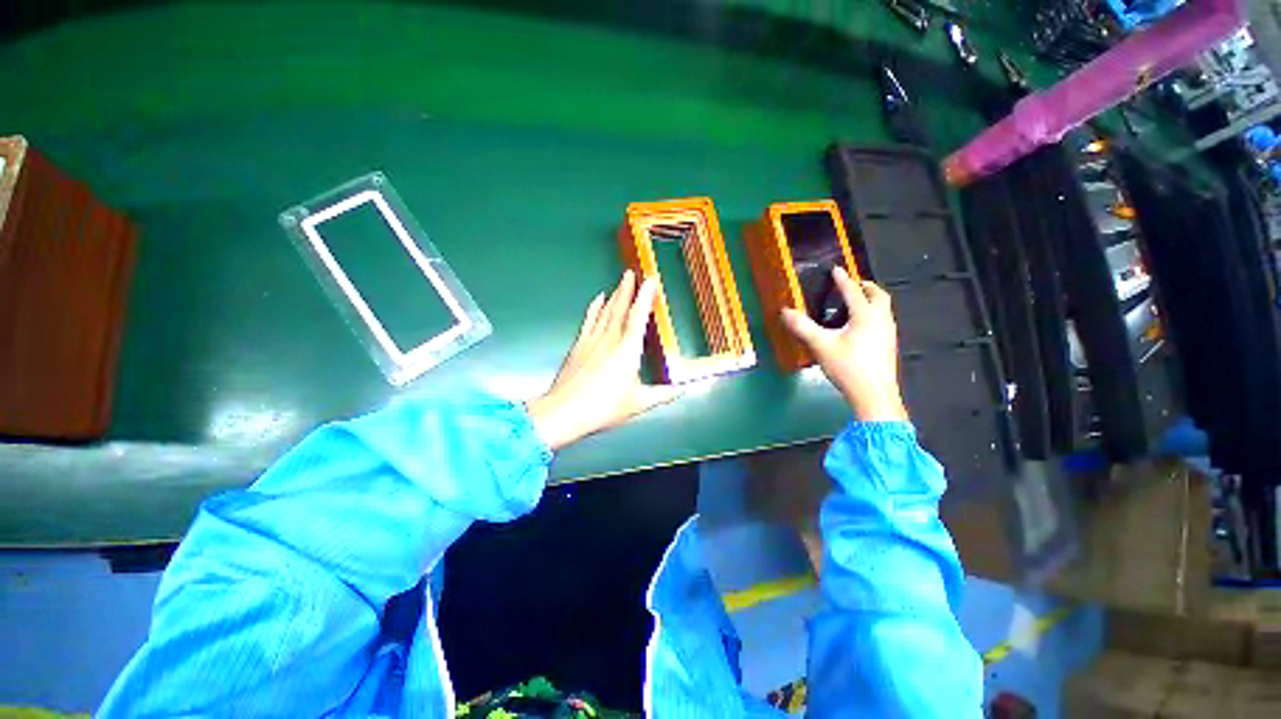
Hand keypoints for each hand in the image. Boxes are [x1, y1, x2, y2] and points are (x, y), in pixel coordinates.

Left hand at [527, 271, 682, 450]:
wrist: (564, 411)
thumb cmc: (604, 407)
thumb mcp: (638, 403)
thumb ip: (662, 395)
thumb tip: (682, 391)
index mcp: (628, 350)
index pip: (638, 317)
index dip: (645, 297)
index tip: (650, 280)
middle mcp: (610, 339)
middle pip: (620, 308)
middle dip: (627, 289)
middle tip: (632, 273)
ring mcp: (592, 340)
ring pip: (605, 311)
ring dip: (614, 295)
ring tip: (621, 281)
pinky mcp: (579, 345)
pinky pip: (589, 320)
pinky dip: (594, 307)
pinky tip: (597, 298)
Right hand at [781, 267, 908, 421]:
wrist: (874, 395)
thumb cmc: (848, 367)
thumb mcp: (821, 345)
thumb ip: (802, 327)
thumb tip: (784, 311)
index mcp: (866, 315)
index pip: (853, 291)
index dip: (842, 279)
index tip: (836, 269)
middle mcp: (881, 320)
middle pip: (878, 295)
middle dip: (865, 286)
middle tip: (852, 284)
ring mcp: (888, 333)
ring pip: (884, 308)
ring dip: (872, 300)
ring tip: (856, 302)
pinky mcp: (888, 346)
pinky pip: (883, 320)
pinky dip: (873, 314)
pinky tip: (861, 327)